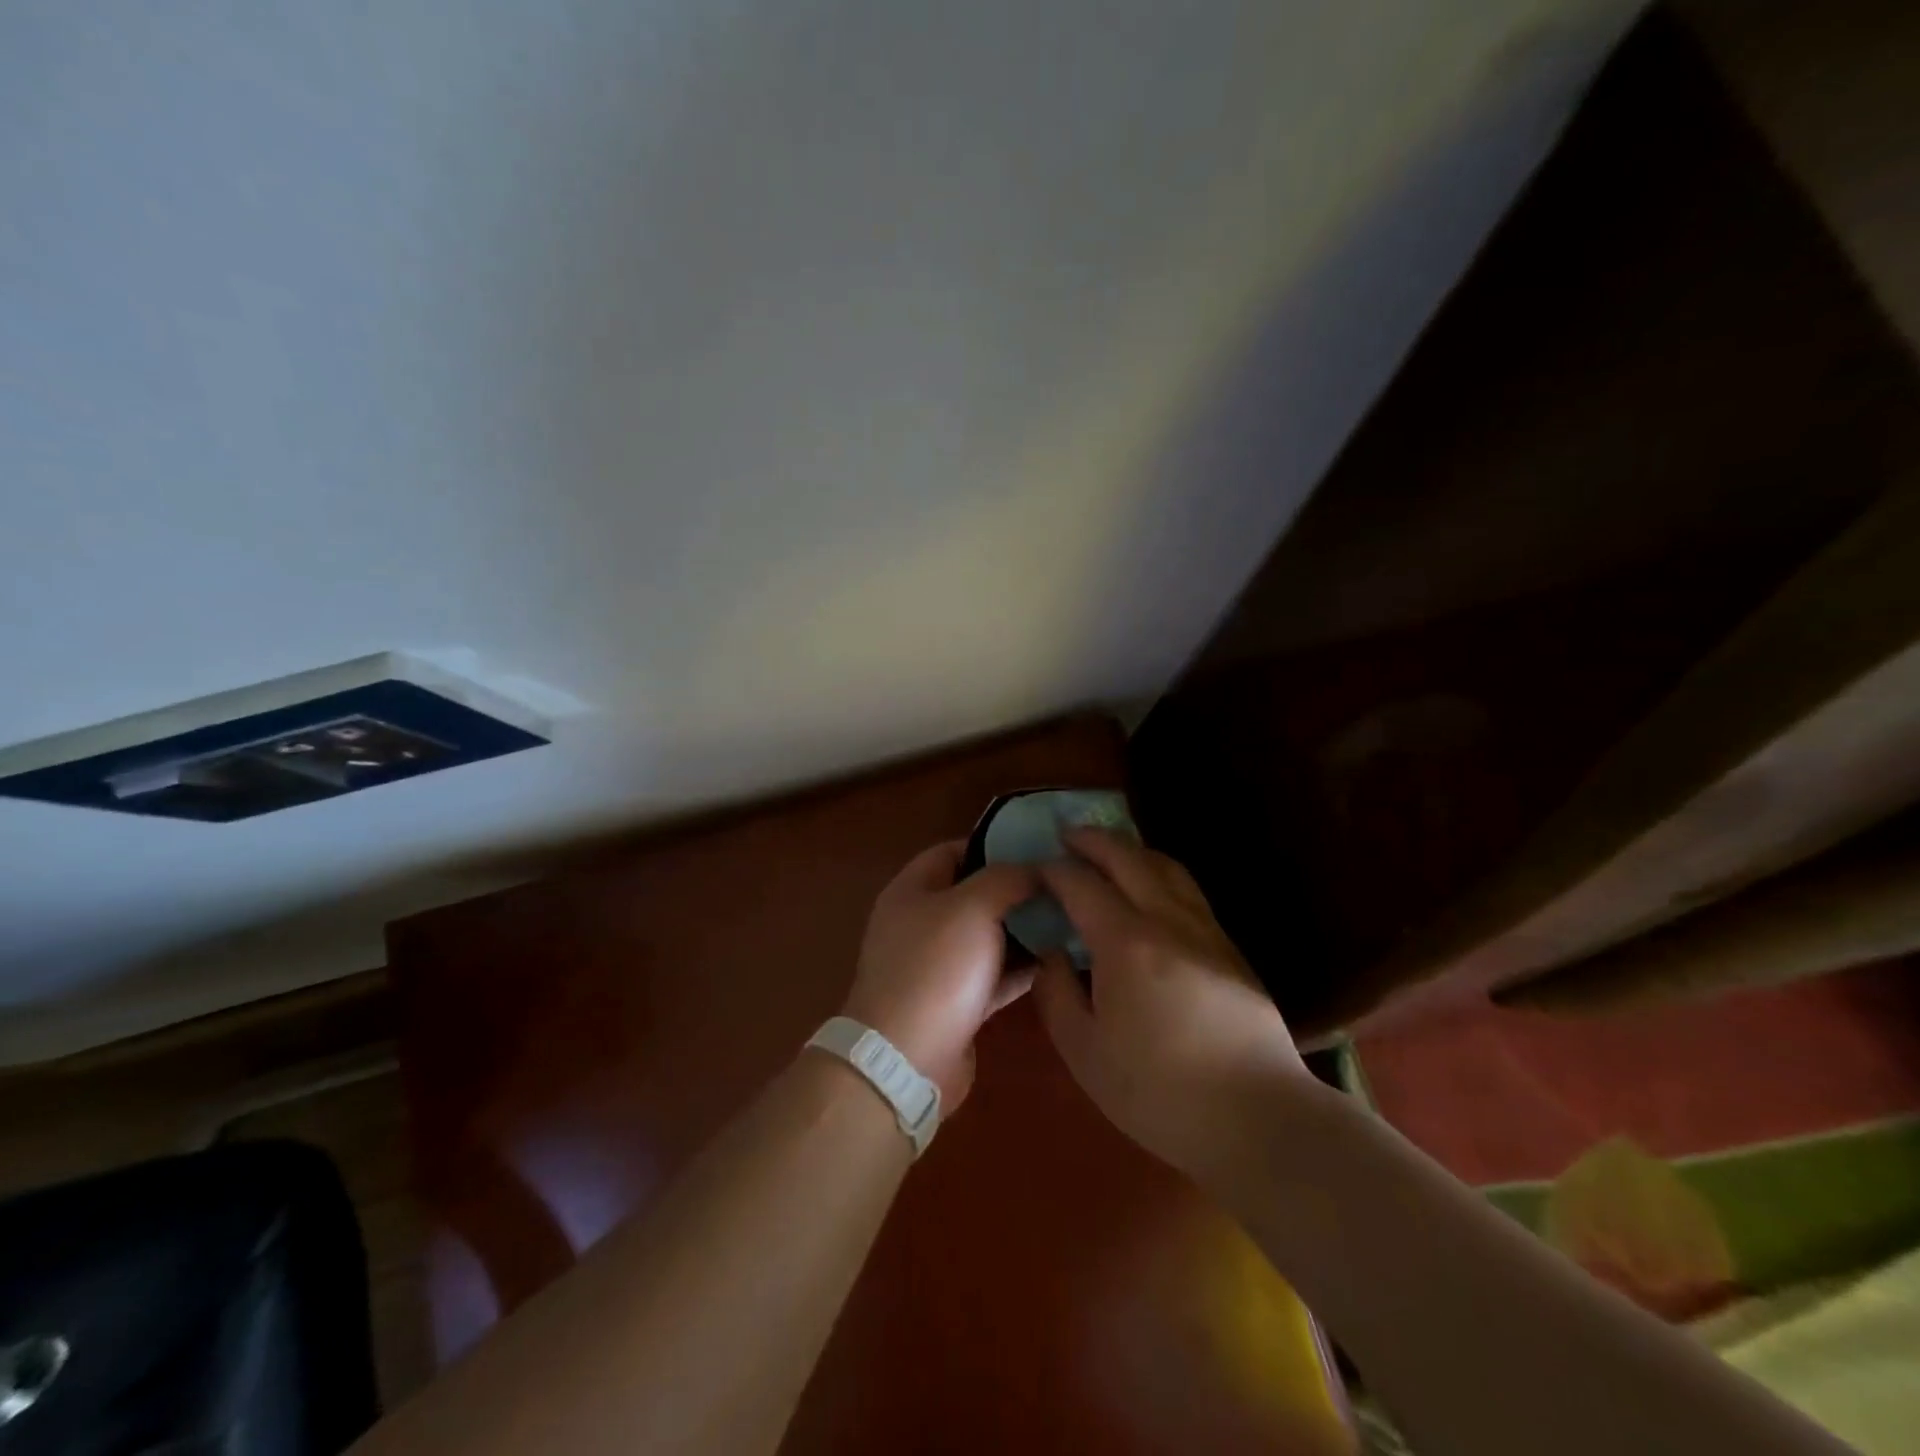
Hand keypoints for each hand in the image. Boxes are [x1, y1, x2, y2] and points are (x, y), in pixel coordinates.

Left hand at [843, 842, 1038, 1110]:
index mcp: (912, 890)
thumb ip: (1007, 878)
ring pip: (988, 936)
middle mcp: (921, 923)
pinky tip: (1060, 959)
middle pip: (973, 894)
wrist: (907, 1060)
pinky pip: (994, 974)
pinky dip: (1022, 967)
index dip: (993, 843)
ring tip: (1071, 916)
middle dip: (1016, 888)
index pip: (953, 850)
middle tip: (1063, 883)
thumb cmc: (936, 968)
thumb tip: (1036, 867)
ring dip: (1024, 928)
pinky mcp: (956, 1002)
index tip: (1037, 845)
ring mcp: (938, 965)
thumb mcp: (973, 907)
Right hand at [1032, 829, 1312, 1186]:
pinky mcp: (1230, 949)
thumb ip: (1057, 995)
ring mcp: (1205, 930)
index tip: (1035, 867)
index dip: (1054, 871)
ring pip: (1166, 867)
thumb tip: (1051, 954)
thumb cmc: (1160, 1091)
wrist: (1258, 1117)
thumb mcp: (1086, 1053)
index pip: (1081, 885)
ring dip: (1132, 849)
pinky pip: (1187, 890)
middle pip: (1128, 859)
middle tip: (1068, 834)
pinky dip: (1159, 872)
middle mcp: (1167, 920)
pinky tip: (1152, 891)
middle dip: (1094, 840)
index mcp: (1125, 943)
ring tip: (1110, 851)